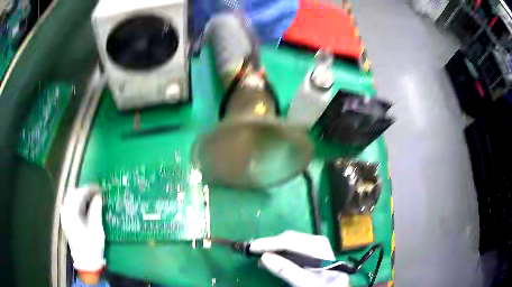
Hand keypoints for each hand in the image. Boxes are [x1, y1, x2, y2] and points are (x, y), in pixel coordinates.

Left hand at [60, 186, 104, 275]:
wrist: (86, 261)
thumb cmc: (92, 245)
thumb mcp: (96, 228)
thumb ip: (95, 210)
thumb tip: (98, 196)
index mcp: (72, 212)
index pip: (80, 193)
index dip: (90, 189)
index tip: (100, 188)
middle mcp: (65, 211)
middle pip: (72, 193)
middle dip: (84, 191)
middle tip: (95, 194)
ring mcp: (64, 215)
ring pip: (69, 198)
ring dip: (79, 196)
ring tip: (91, 199)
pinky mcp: (65, 220)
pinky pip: (68, 205)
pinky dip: (76, 202)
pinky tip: (83, 207)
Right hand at [249, 231, 348, 286]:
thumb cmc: (322, 286)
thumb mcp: (305, 281)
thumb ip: (285, 270)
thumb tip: (263, 257)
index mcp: (317, 245)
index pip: (289, 241)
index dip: (268, 244)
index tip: (251, 248)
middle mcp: (315, 240)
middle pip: (287, 239)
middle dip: (269, 245)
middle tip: (252, 251)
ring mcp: (313, 244)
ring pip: (287, 242)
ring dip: (273, 249)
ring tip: (258, 257)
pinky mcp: (310, 250)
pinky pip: (291, 248)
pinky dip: (279, 253)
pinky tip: (271, 260)